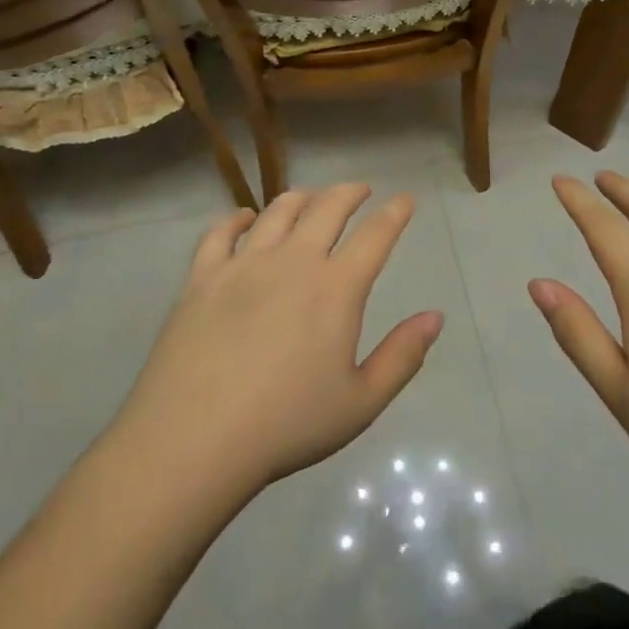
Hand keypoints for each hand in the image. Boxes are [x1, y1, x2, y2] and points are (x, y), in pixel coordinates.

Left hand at [110, 184, 443, 500]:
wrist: (194, 439)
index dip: (394, 213)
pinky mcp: (202, 278)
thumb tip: (435, 317)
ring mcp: (243, 265)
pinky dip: (237, 219)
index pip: (375, 235)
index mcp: (336, 288)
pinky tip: (245, 218)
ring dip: (301, 197)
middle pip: (326, 209)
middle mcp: (293, 262)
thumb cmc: (287, 424)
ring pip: (277, 212)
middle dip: (349, 193)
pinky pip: (220, 233)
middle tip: (360, 189)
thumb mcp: (361, 402)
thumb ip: (402, 356)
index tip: (404, 199)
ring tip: (311, 196)